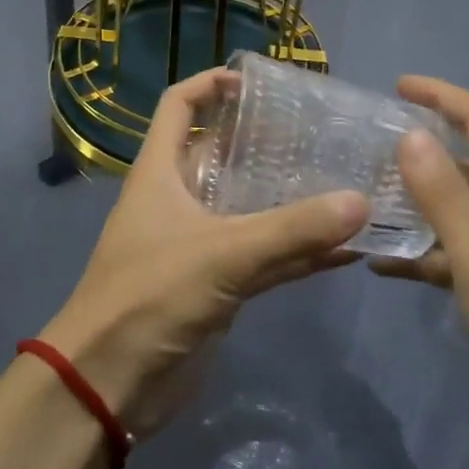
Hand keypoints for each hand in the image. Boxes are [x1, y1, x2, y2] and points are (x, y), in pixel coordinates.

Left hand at [42, 68, 368, 435]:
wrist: (108, 385)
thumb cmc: (151, 295)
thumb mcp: (223, 253)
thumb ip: (293, 230)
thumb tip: (361, 201)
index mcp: (161, 170)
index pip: (179, 105)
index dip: (210, 83)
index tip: (256, 82)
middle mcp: (178, 198)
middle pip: (222, 154)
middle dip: (265, 142)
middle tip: (319, 134)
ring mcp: (197, 243)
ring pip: (248, 208)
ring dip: (288, 199)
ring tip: (342, 181)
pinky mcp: (214, 286)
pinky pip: (262, 257)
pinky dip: (296, 252)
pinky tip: (343, 249)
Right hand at [372, 76, 468, 448]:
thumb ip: (444, 197)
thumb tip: (410, 133)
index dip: (442, 95)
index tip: (398, 86)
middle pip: (466, 160)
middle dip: (419, 146)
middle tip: (366, 149)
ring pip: (457, 209)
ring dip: (415, 200)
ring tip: (364, 202)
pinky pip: (457, 256)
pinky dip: (422, 252)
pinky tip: (383, 266)